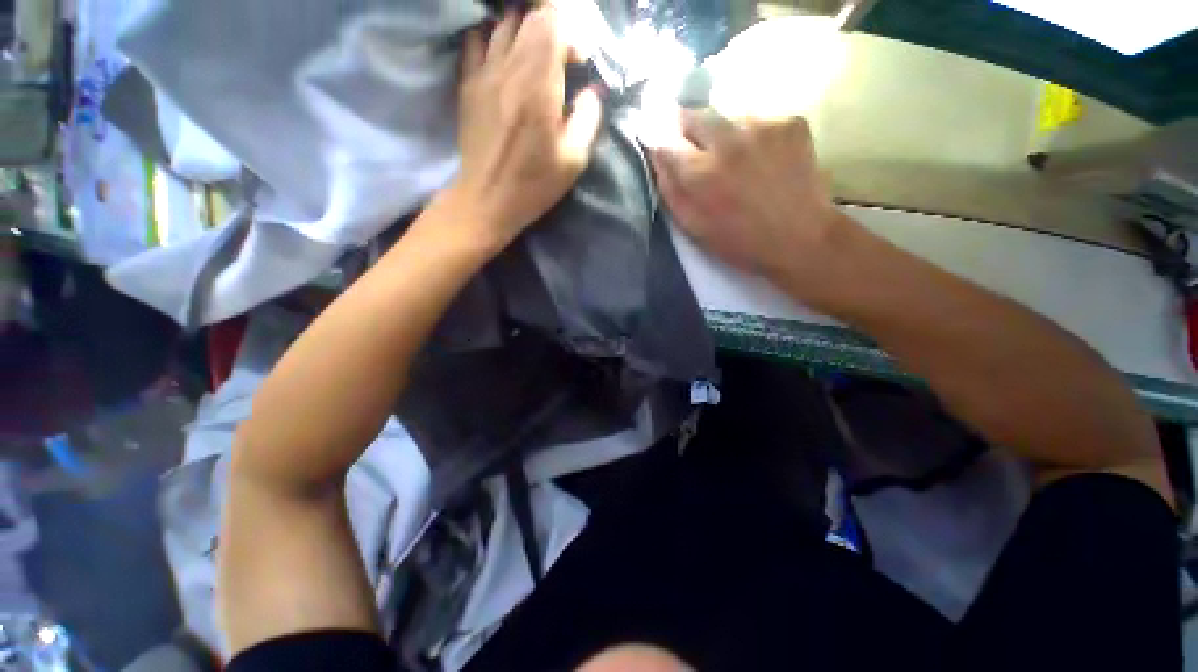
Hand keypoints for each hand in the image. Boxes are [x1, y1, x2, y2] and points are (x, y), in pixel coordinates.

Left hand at [448, 6, 602, 251]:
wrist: (488, 199)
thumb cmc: (534, 184)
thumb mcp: (574, 160)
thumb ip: (588, 118)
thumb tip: (590, 92)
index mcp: (538, 84)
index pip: (551, 21)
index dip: (569, 33)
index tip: (578, 62)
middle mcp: (508, 67)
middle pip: (528, 18)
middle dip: (551, 30)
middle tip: (561, 61)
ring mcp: (483, 72)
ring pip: (503, 26)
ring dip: (525, 33)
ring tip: (535, 60)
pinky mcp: (467, 84)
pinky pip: (477, 41)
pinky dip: (493, 39)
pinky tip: (504, 59)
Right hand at [650, 110, 854, 292]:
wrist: (801, 237)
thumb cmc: (739, 241)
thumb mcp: (693, 226)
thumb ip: (670, 188)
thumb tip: (656, 155)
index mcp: (701, 174)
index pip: (664, 138)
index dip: (657, 138)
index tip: (656, 139)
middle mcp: (728, 140)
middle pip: (693, 113)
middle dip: (687, 129)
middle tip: (698, 151)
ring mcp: (763, 125)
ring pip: (726, 114)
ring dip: (722, 133)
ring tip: (736, 159)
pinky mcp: (791, 120)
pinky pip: (758, 117)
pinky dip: (752, 133)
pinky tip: (762, 157)